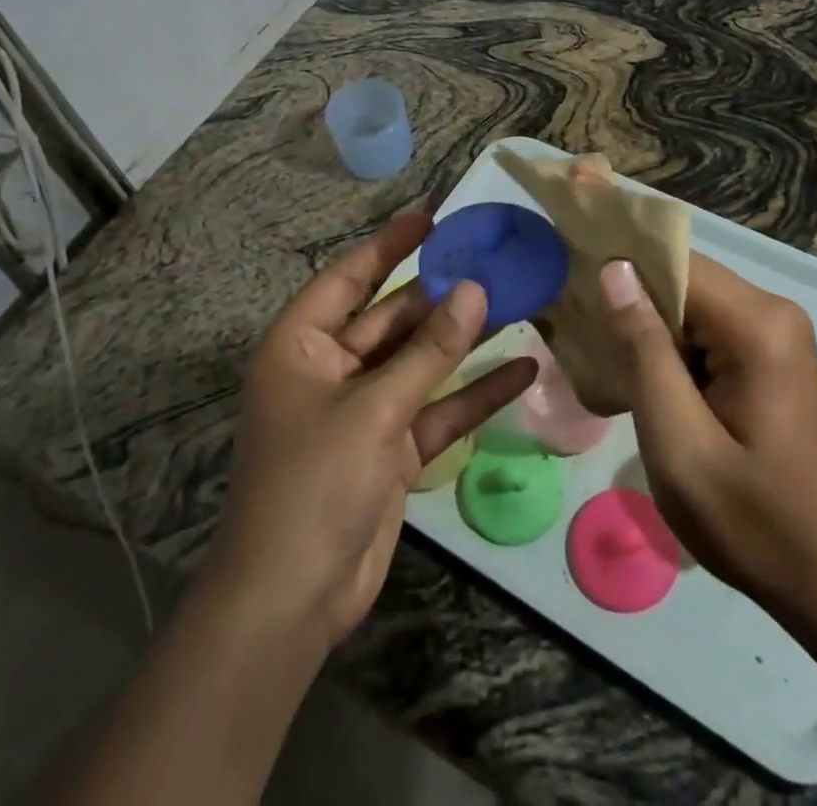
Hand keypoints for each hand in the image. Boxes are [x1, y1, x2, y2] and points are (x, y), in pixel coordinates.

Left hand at [212, 213, 537, 651]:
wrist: (293, 601)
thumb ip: (429, 350)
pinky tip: (523, 370)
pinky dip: (474, 393)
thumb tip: (473, 288)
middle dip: (441, 294)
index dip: (389, 245)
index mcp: (302, 345)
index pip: (349, 277)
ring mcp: (364, 409)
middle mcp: (331, 368)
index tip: (432, 217)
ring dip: (464, 339)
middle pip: (393, 317)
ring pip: (421, 361)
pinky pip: (437, 408)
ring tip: (518, 302)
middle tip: (494, 260)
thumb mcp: (374, 408)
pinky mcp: (391, 447)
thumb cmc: (314, 484)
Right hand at [598, 254, 816, 619]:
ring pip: (690, 304)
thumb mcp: (681, 445)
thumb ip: (644, 352)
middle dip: (629, 298)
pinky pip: (706, 329)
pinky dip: (669, 346)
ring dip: (646, 325)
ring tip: (596, 350)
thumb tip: (614, 270)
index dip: (620, 266)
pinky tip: (637, 374)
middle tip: (575, 326)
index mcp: (756, 324)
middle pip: (683, 279)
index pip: (675, 262)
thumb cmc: (753, 521)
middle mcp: (771, 311)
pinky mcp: (768, 355)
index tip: (569, 280)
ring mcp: (773, 332)